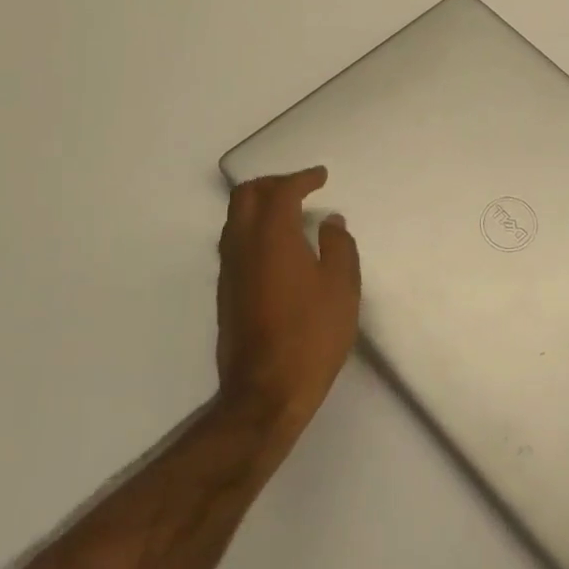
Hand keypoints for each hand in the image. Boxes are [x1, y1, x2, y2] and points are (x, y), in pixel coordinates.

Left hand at [215, 168, 361, 443]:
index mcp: (272, 237)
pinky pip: (235, 242)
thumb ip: (338, 246)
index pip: (281, 191)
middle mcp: (243, 246)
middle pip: (246, 196)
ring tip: (288, 211)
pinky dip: (254, 228)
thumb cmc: (311, 335)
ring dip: (260, 205)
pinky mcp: (226, 293)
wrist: (265, 392)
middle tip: (300, 187)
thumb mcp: (342, 287)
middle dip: (273, 183)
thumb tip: (330, 222)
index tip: (321, 176)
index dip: (302, 178)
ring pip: (235, 219)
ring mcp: (229, 271)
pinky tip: (277, 246)